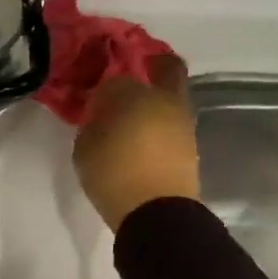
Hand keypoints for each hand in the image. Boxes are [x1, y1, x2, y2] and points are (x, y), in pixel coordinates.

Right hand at [72, 53, 200, 229]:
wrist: (156, 210)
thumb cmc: (113, 175)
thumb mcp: (85, 148)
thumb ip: (92, 125)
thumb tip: (100, 117)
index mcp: (132, 93)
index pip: (114, 78)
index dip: (103, 87)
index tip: (95, 102)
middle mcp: (163, 98)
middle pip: (166, 68)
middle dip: (152, 68)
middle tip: (133, 81)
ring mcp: (182, 121)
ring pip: (172, 98)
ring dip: (157, 102)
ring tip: (135, 121)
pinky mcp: (192, 144)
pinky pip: (173, 124)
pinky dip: (161, 126)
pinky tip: (145, 141)